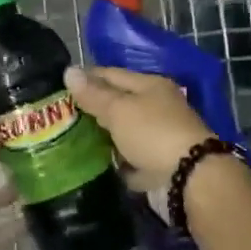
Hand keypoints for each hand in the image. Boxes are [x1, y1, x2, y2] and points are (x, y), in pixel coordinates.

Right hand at [64, 66, 215, 189]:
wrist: (190, 178)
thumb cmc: (152, 133)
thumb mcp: (119, 109)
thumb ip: (93, 94)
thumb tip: (69, 70)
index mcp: (151, 86)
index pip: (112, 74)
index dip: (87, 78)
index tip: (60, 87)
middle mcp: (158, 107)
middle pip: (120, 103)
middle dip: (93, 108)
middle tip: (62, 115)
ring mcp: (160, 136)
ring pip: (125, 131)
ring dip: (104, 135)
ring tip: (72, 140)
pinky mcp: (160, 163)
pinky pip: (132, 158)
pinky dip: (117, 160)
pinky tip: (96, 163)